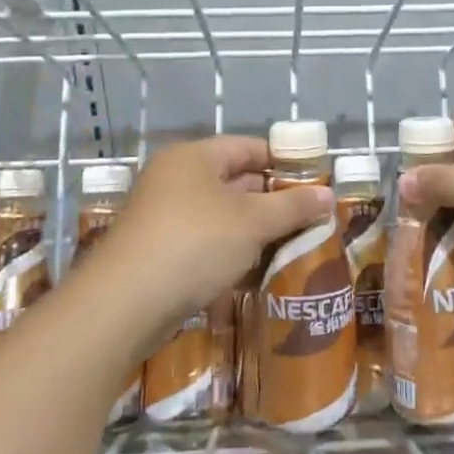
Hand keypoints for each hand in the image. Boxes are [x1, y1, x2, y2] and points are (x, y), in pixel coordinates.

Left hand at [80, 137, 331, 345]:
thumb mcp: (252, 222)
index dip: (283, 161)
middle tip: (310, 218)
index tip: (315, 182)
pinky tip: (257, 270)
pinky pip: (204, 243)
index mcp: (194, 157)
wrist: (124, 305)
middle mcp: (174, 179)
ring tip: (293, 246)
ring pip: (220, 216)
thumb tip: (328, 195)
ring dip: (254, 230)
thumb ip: (292, 207)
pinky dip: (231, 252)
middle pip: (234, 180)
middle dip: (272, 200)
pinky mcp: (157, 253)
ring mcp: (162, 217)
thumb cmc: (195, 243)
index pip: (248, 147)